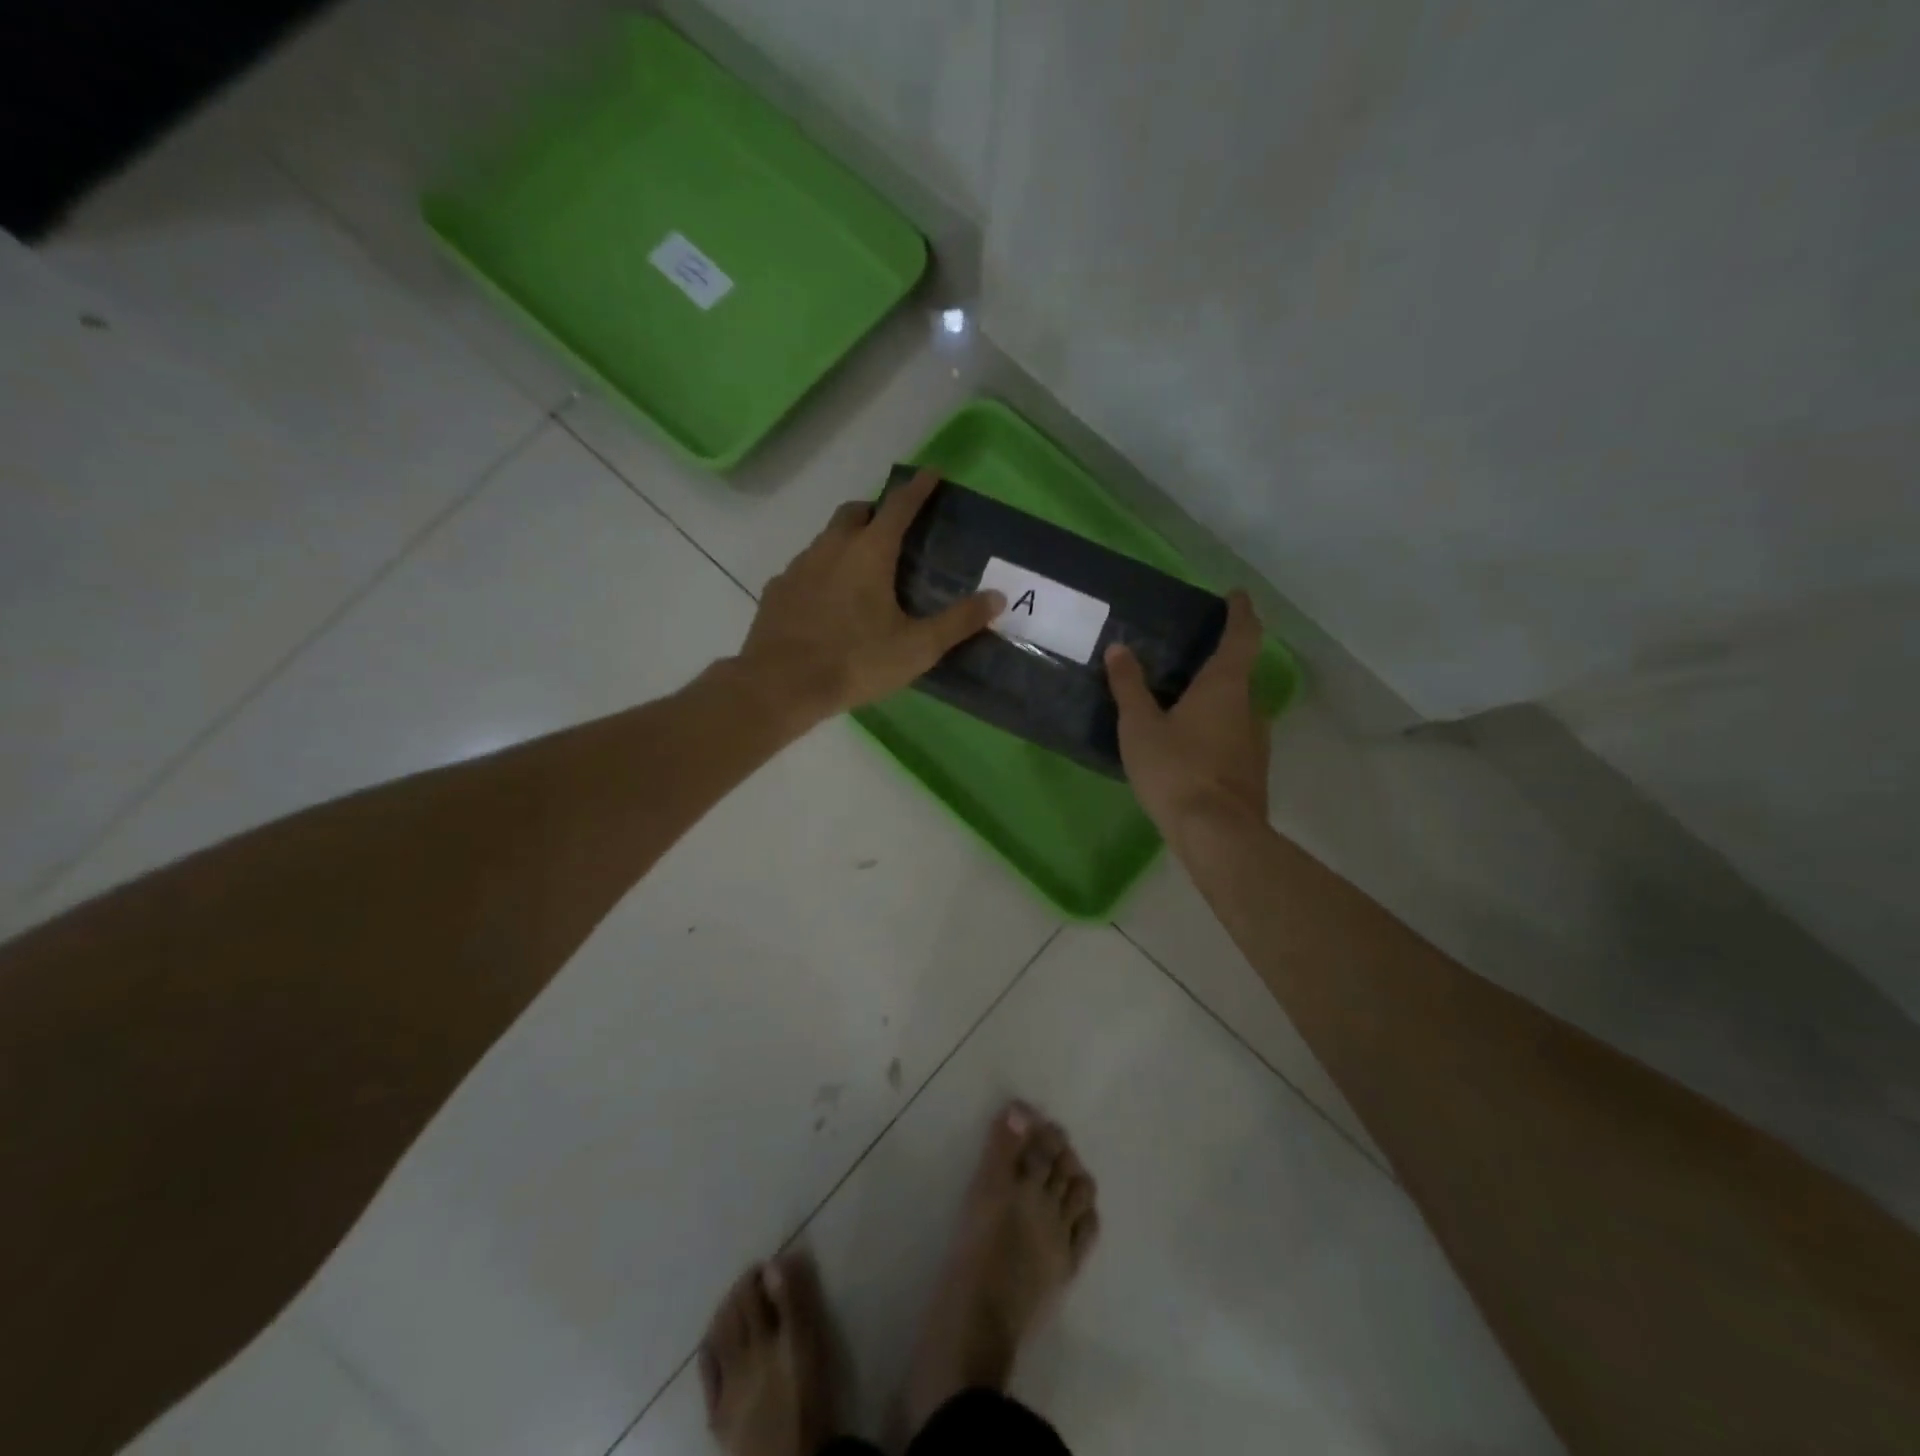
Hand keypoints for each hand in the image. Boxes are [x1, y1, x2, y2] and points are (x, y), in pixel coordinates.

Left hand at [736, 470, 1003, 721]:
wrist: (781, 685)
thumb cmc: (855, 662)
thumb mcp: (917, 647)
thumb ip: (958, 622)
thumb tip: (998, 597)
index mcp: (869, 553)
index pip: (898, 506)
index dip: (917, 488)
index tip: (931, 473)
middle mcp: (831, 548)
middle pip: (854, 513)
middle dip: (875, 511)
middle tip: (892, 529)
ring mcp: (798, 567)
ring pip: (826, 539)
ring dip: (846, 541)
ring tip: (861, 570)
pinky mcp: (777, 590)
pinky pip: (804, 569)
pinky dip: (821, 572)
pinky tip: (826, 601)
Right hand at [1106, 590, 1270, 841]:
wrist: (1217, 834)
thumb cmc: (1176, 770)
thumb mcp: (1141, 727)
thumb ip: (1129, 687)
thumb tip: (1119, 648)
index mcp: (1225, 686)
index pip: (1243, 636)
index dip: (1241, 612)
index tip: (1236, 595)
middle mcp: (1249, 707)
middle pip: (1240, 672)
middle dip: (1219, 660)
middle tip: (1188, 656)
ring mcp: (1255, 741)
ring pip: (1237, 707)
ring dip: (1216, 698)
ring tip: (1182, 702)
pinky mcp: (1252, 770)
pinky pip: (1234, 735)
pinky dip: (1215, 728)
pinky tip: (1189, 744)